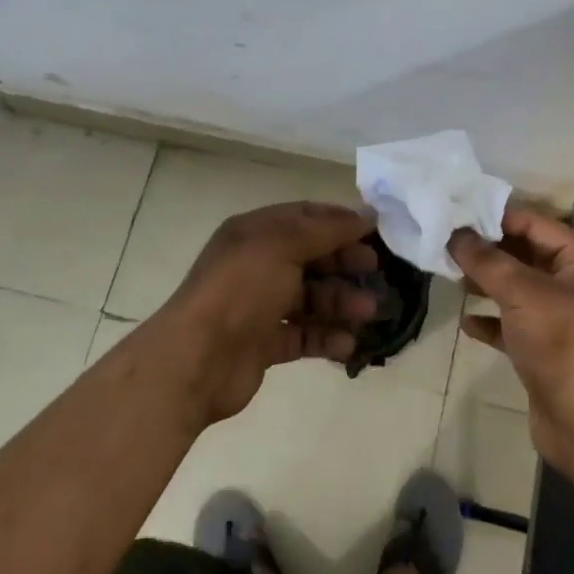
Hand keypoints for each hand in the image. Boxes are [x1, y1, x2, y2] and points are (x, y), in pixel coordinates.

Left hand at [165, 202, 379, 423]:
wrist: (198, 358)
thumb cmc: (240, 290)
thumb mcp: (282, 245)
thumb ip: (325, 230)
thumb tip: (365, 216)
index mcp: (255, 234)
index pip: (304, 218)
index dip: (339, 222)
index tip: (375, 232)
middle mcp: (257, 265)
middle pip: (311, 258)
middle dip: (344, 264)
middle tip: (375, 273)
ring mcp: (259, 306)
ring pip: (311, 299)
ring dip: (341, 303)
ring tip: (367, 313)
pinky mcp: (264, 343)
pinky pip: (303, 334)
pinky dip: (327, 337)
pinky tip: (347, 344)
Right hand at [450, 211, 573, 506]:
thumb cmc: (564, 345)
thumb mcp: (523, 293)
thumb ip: (487, 261)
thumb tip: (455, 233)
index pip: (537, 225)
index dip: (498, 218)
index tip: (456, 215)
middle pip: (527, 256)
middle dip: (489, 252)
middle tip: (446, 245)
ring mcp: (564, 321)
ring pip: (519, 292)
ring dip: (487, 284)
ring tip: (450, 277)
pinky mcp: (548, 353)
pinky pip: (515, 327)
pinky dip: (492, 322)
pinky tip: (467, 322)